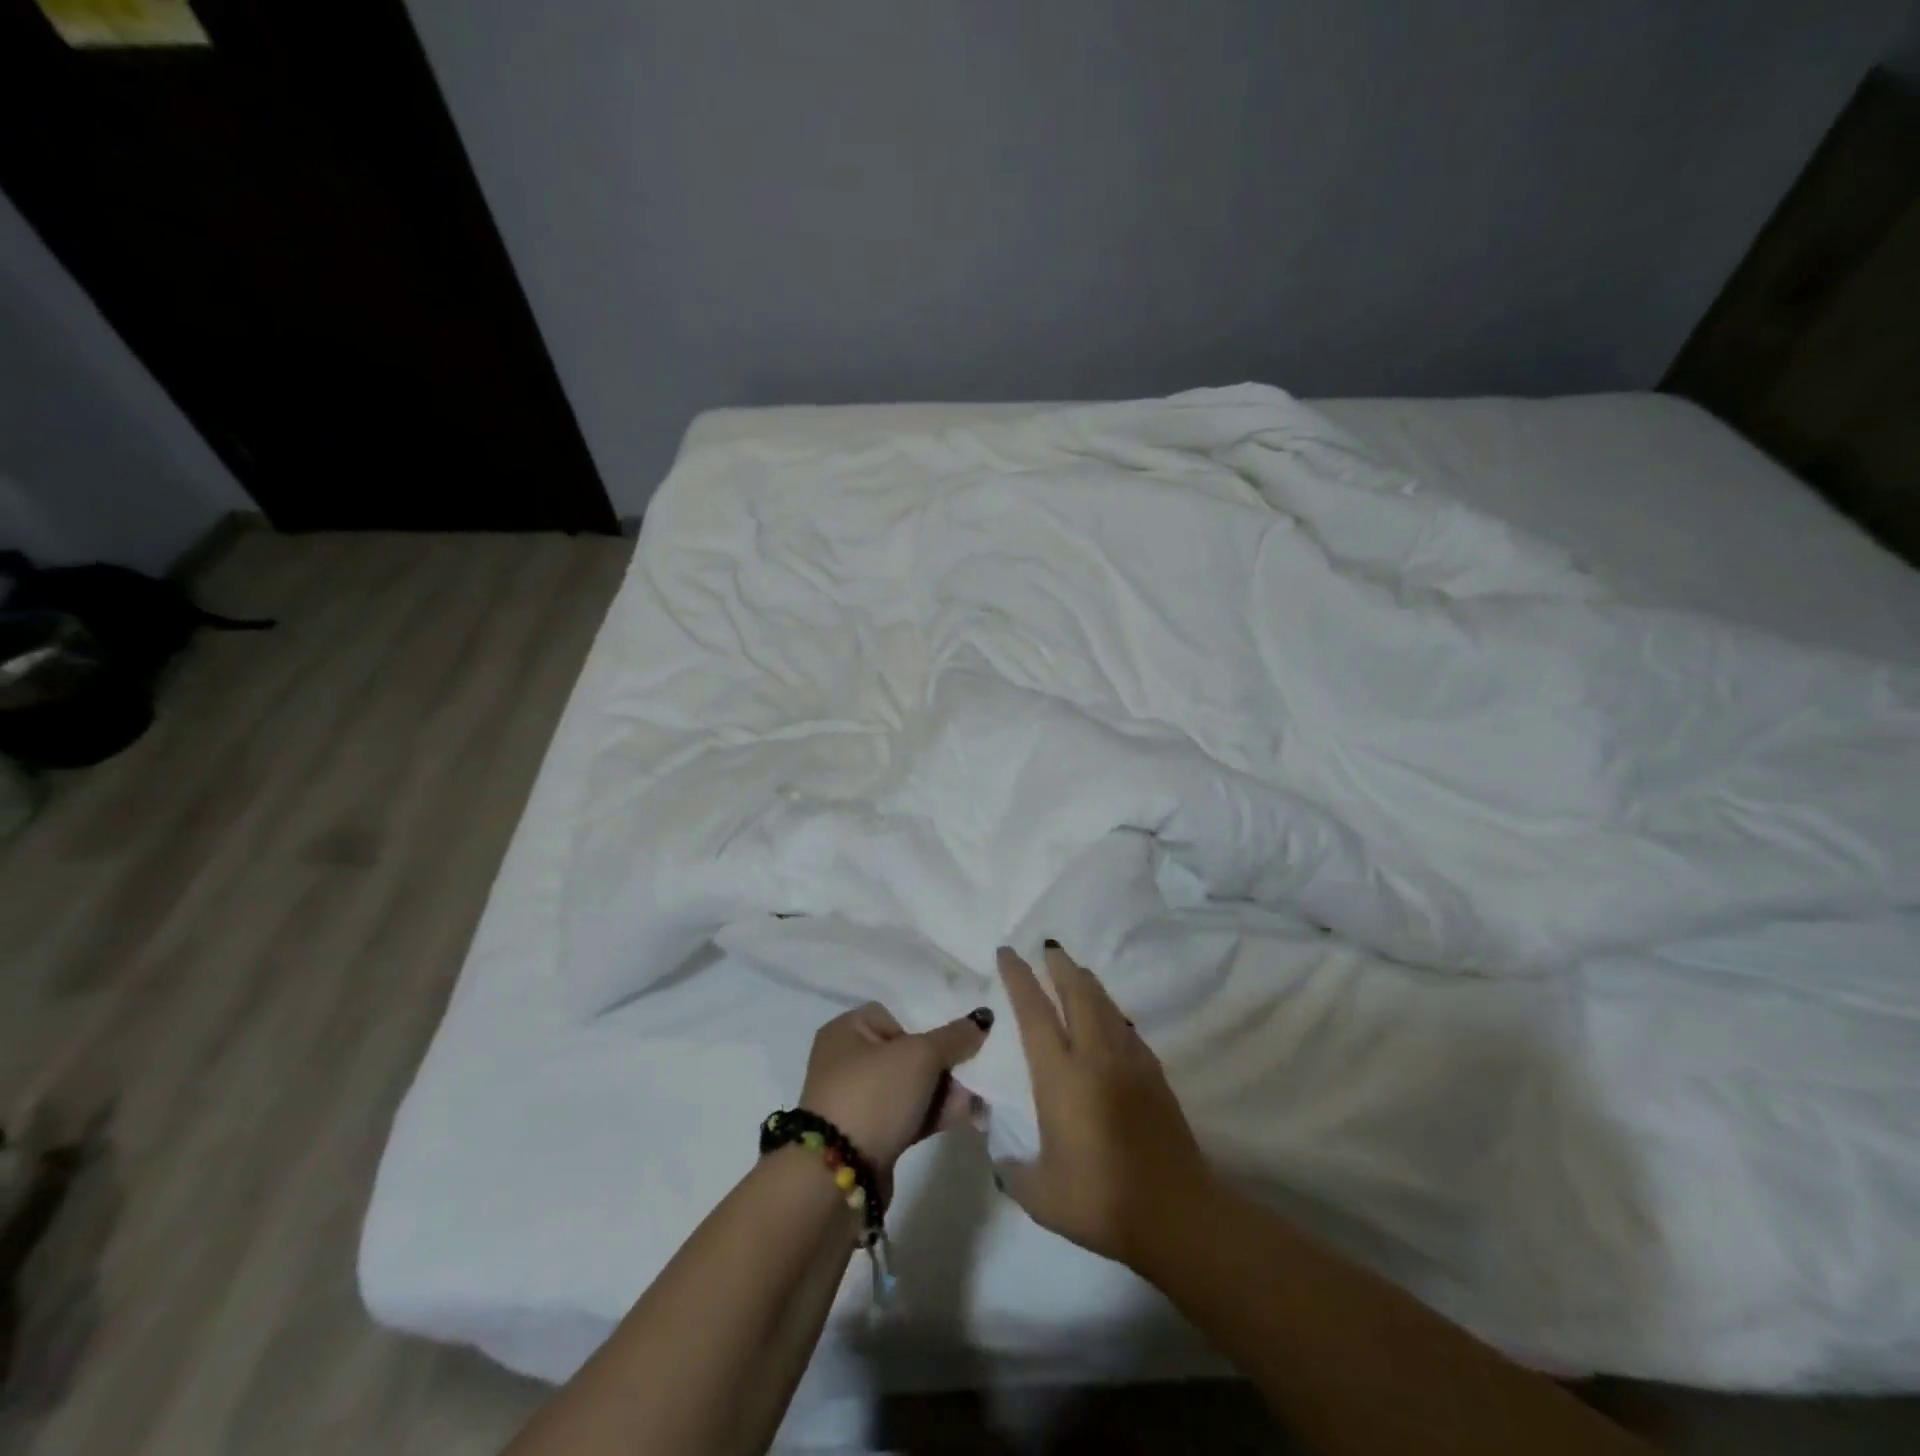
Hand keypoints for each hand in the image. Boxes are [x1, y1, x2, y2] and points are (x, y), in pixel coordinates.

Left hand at [798, 1001, 992, 1175]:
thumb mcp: (919, 1056)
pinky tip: (967, 1116)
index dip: (927, 1025)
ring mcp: (857, 1101)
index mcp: (847, 1030)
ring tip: (977, 1100)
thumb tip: (982, 1017)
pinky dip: (934, 1114)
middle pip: (907, 1052)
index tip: (954, 1041)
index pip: (895, 1015)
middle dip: (944, 1064)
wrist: (838, 1177)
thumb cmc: (874, 1095)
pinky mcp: (870, 1136)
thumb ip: (954, 1037)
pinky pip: (909, 1115)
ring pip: (911, 1087)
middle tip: (973, 1073)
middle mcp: (847, 1061)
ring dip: (944, 1092)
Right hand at [996, 943, 1214, 1266]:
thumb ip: (1013, 1169)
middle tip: (1048, 947)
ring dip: (1087, 982)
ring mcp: (1129, 1061)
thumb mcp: (1040, 1194)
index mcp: (1060, 1076)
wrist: (1176, 1213)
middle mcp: (1094, 1056)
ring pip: (1105, 1005)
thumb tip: (999, 1153)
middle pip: (1077, 992)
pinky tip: (1109, 1018)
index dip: (1019, 978)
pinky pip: (1126, 1027)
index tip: (1008, 952)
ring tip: (1076, 971)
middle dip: (1060, 965)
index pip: (1034, 1012)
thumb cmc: (1100, 1201)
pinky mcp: (1154, 1074)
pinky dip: (1110, 1012)